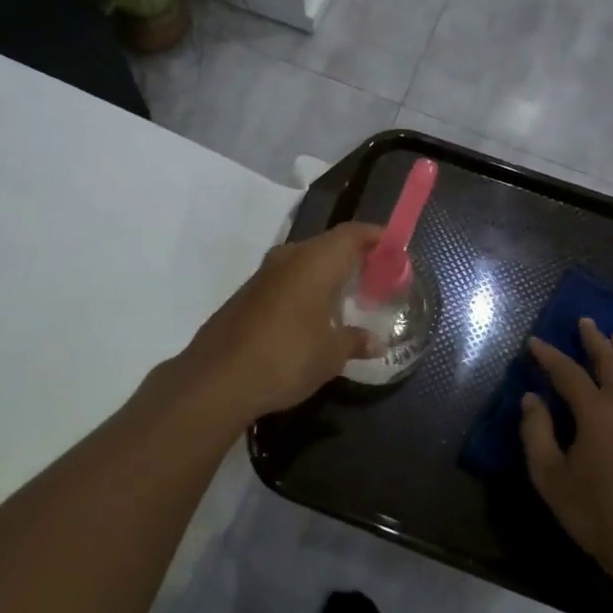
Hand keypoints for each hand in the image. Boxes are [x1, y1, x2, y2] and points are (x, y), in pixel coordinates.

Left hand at [168, 222, 383, 424]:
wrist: (217, 379)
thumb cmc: (287, 357)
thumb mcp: (331, 354)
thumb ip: (356, 341)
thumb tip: (376, 342)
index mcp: (315, 261)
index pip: (352, 234)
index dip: (376, 237)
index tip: (395, 250)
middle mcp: (289, 257)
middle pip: (328, 244)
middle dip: (354, 257)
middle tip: (376, 278)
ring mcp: (263, 274)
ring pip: (305, 261)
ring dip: (327, 274)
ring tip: (348, 298)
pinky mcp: (247, 294)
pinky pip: (287, 280)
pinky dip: (306, 288)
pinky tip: (313, 316)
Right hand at [521, 319, 612, 597]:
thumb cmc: (595, 513)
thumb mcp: (550, 477)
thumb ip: (536, 433)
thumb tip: (532, 399)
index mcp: (596, 413)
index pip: (568, 372)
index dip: (549, 355)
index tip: (534, 342)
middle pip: (611, 362)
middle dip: (595, 340)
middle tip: (585, 322)